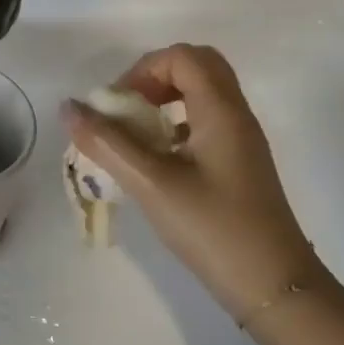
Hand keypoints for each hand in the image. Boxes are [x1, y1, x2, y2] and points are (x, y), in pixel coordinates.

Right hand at [62, 43, 320, 320]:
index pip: (182, 57)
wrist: (274, 287)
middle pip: (196, 67)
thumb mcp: (151, 184)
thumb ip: (107, 143)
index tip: (118, 107)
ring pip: (202, 94)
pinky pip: (205, 122)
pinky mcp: (238, 164)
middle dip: (153, 79)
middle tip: (127, 110)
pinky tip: (156, 161)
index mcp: (221, 111)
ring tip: (135, 135)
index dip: (143, 71)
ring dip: (164, 102)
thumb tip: (68, 107)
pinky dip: (175, 125)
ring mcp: (241, 140)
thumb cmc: (213, 228)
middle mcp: (236, 116)